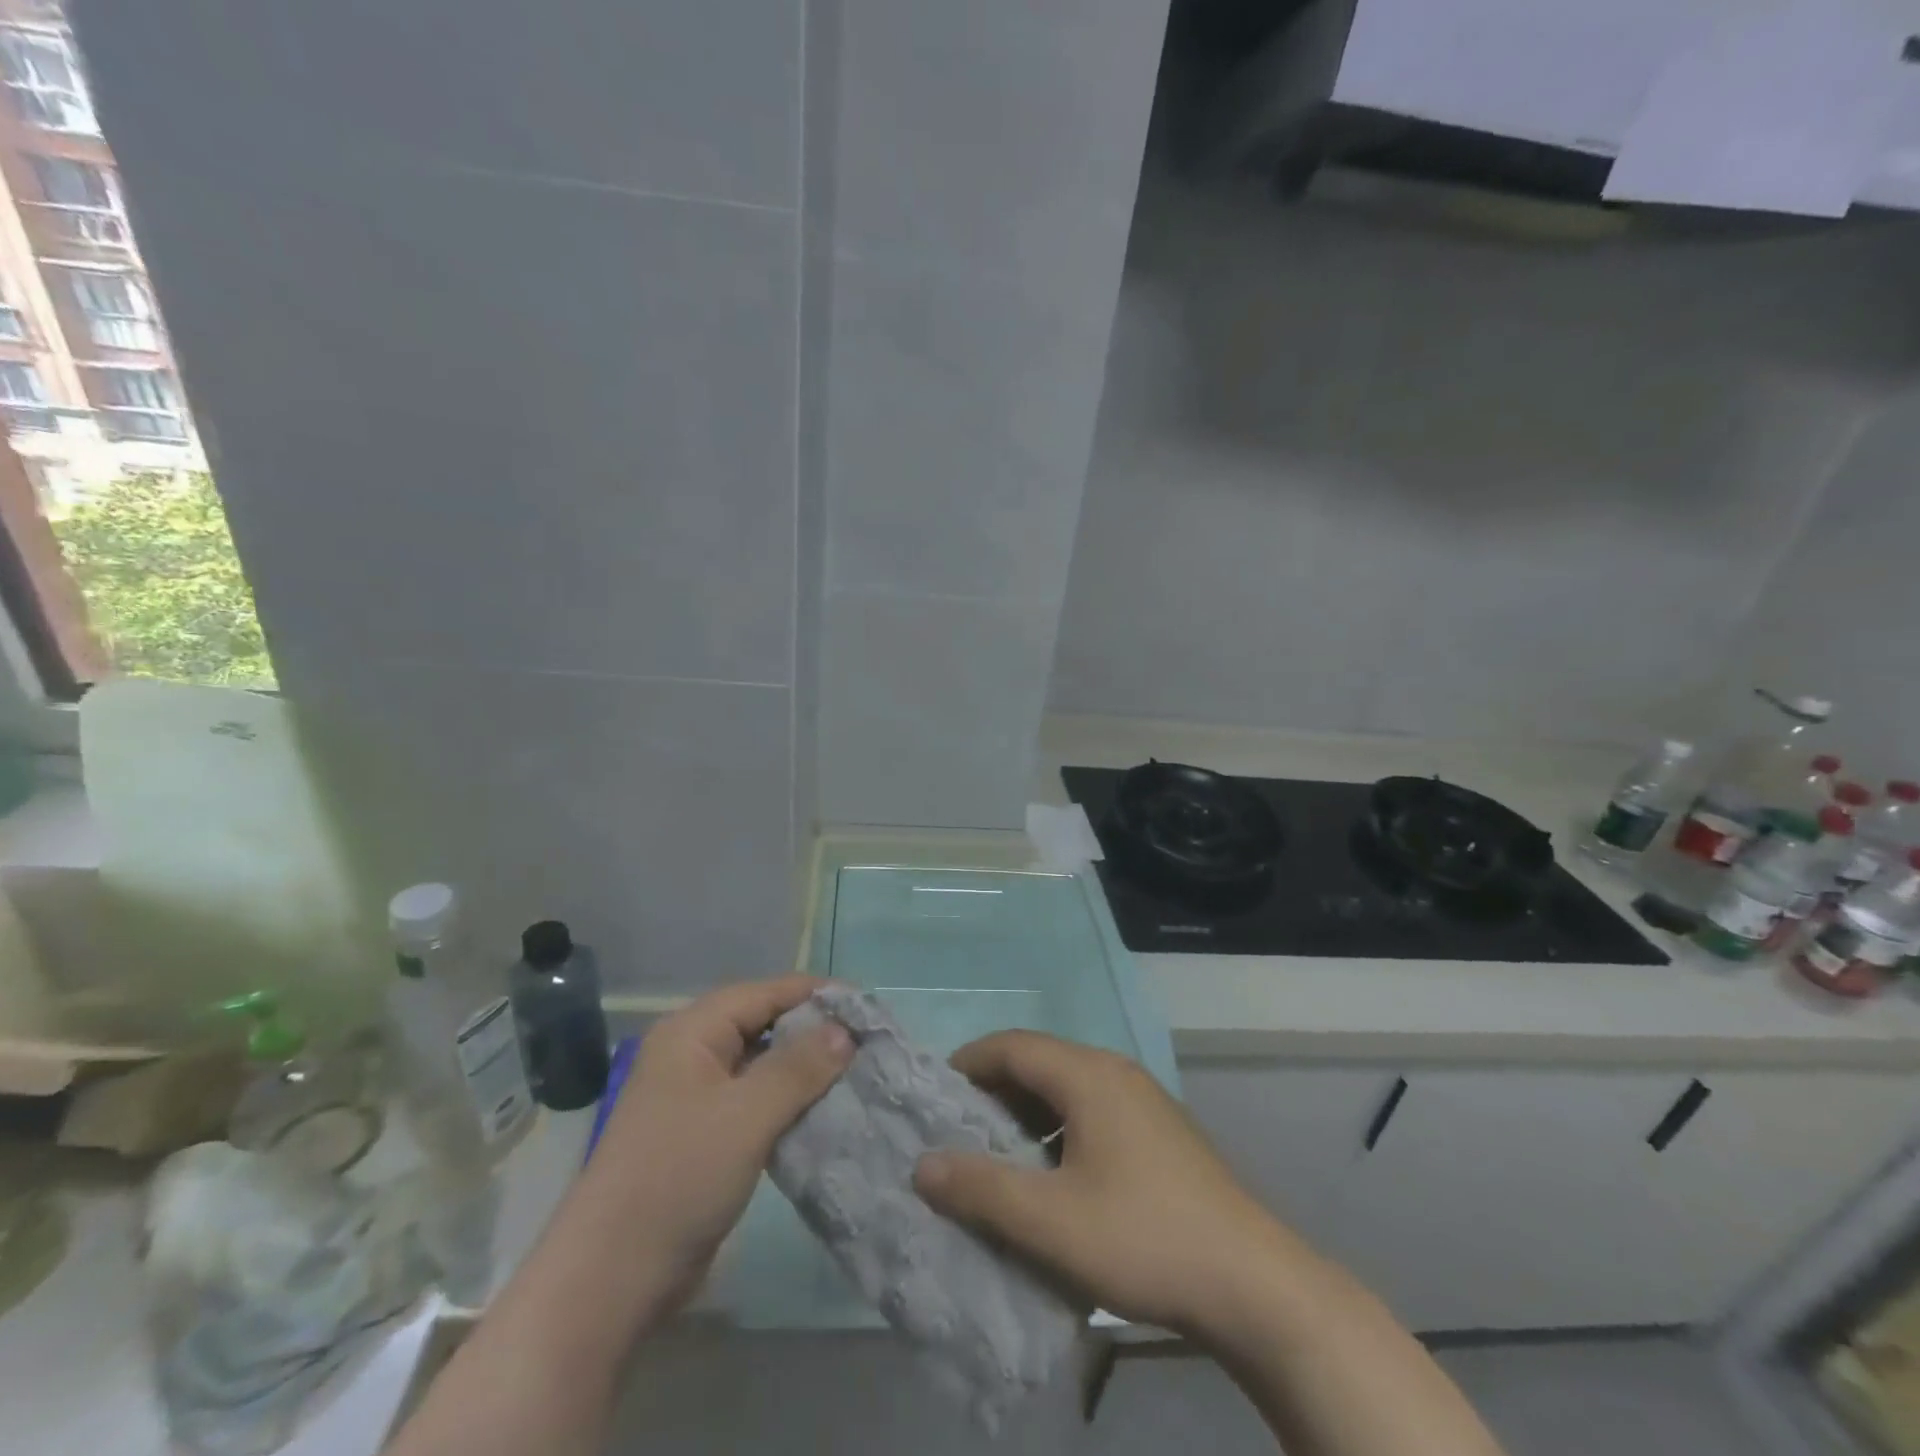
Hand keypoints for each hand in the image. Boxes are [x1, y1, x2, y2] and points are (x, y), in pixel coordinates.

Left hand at [594, 976, 852, 1305]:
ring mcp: (696, 1098)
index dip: (815, 994)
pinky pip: (756, 1102)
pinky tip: (825, 1113)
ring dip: (805, 1069)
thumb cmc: (678, 1178)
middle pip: (764, 1024)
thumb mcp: (746, 1115)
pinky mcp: (704, 1137)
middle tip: (867, 1043)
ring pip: (762, 1065)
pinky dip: (789, 1102)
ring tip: (857, 1074)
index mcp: (693, 1033)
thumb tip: (845, 1031)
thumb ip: (799, 1067)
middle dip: (814, 1031)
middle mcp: (693, 1054)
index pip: (765, 993)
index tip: (866, 1007)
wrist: (610, 1280)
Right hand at [914, 1031, 1289, 1338]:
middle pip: (1039, 1060)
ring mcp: (1142, 1098)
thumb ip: (982, 1189)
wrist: (1252, 1282)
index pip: (1012, 1046)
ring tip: (999, 1152)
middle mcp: (1115, 1071)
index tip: (935, 1096)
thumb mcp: (1051, 1222)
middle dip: (994, 1088)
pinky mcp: (1159, 1128)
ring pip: (1067, 1085)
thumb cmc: (1143, 1239)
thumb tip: (923, 1165)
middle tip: (959, 1129)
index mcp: (1088, 1075)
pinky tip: (1055, 1172)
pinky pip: (1092, 1106)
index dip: (968, 1063)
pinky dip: (1058, 1125)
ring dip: (1027, 1109)